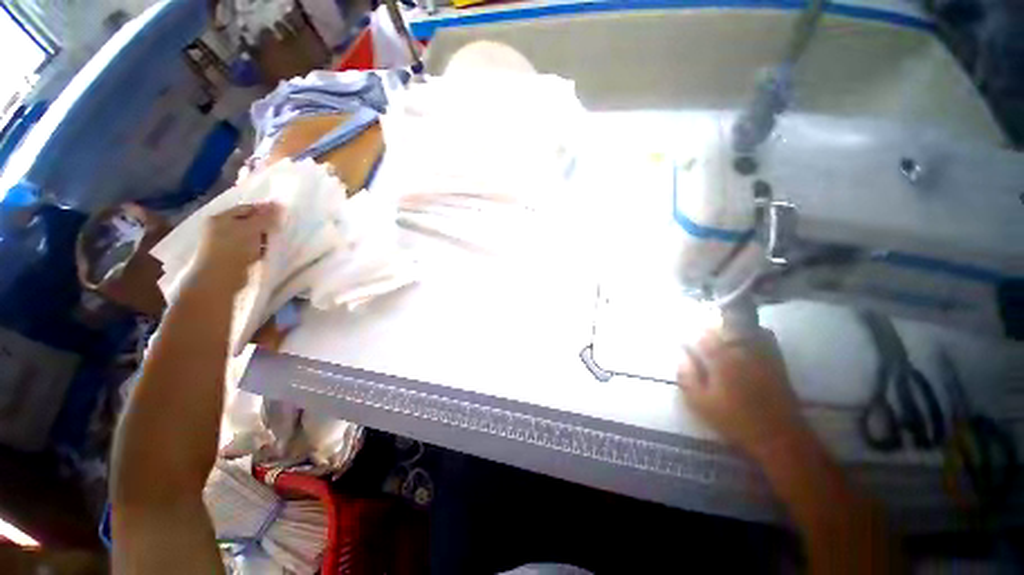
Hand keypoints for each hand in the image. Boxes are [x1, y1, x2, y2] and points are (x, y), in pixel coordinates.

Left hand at [189, 203, 281, 295]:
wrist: (220, 277)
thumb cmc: (234, 248)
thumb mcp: (252, 229)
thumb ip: (265, 217)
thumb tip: (278, 204)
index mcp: (221, 217)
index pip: (246, 208)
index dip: (264, 210)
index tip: (281, 215)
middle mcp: (219, 228)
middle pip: (247, 222)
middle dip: (264, 225)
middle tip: (280, 229)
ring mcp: (224, 243)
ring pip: (249, 236)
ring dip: (263, 238)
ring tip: (276, 241)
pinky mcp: (231, 257)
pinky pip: (249, 249)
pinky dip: (259, 249)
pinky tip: (268, 252)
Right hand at [677, 330, 809, 460]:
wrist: (779, 435)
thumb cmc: (735, 420)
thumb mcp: (701, 403)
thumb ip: (687, 376)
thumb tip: (681, 356)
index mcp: (721, 359)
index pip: (702, 335)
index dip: (690, 333)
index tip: (683, 338)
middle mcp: (742, 350)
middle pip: (725, 323)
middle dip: (710, 323)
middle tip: (699, 329)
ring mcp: (762, 352)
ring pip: (745, 325)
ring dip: (730, 322)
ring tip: (720, 328)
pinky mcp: (776, 359)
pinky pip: (763, 335)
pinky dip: (751, 330)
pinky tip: (744, 336)